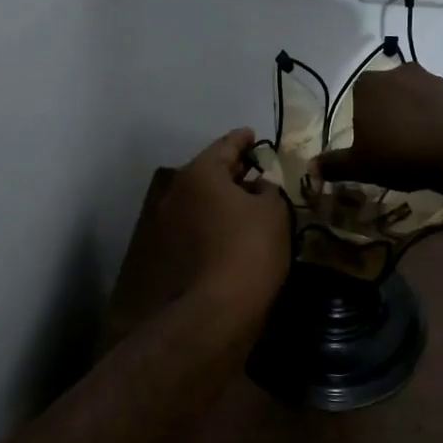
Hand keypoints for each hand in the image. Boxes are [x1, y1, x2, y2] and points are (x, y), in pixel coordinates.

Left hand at [158, 128, 292, 317]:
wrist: (216, 309)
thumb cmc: (250, 248)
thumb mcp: (273, 211)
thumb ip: (268, 189)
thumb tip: (258, 186)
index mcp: (199, 173)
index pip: (225, 145)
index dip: (243, 139)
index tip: (253, 134)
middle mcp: (177, 192)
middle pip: (208, 172)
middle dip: (232, 169)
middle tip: (255, 167)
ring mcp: (168, 224)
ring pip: (201, 200)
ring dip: (222, 197)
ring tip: (249, 198)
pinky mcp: (170, 252)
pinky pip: (197, 224)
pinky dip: (214, 220)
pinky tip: (235, 228)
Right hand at [317, 65, 442, 193]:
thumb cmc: (399, 154)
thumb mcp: (361, 165)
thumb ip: (334, 165)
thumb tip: (309, 168)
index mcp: (367, 85)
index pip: (356, 97)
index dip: (362, 120)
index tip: (370, 143)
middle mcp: (396, 72)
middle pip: (385, 94)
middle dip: (386, 113)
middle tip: (393, 144)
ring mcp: (428, 77)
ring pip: (411, 96)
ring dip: (411, 113)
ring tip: (416, 143)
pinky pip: (436, 103)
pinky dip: (434, 116)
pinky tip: (436, 139)